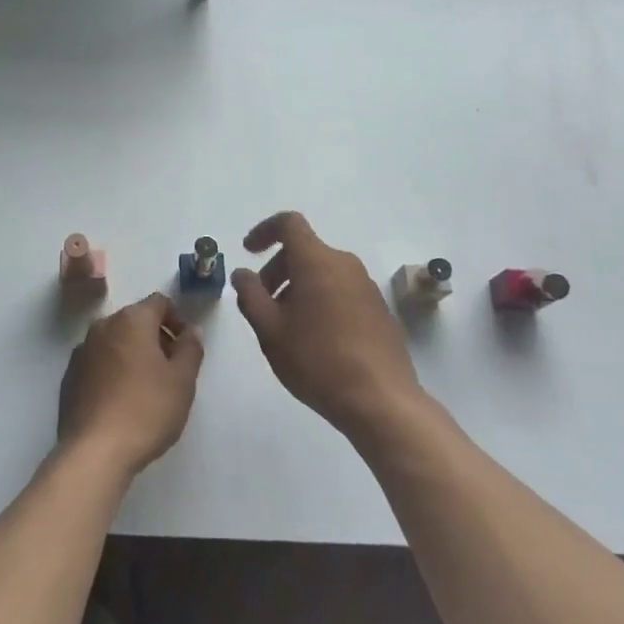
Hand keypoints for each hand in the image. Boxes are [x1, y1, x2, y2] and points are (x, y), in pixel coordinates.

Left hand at [58, 292, 203, 479]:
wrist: (94, 452)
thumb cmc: (146, 410)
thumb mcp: (182, 380)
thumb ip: (191, 348)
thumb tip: (191, 331)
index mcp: (131, 320)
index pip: (159, 303)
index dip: (177, 319)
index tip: (186, 347)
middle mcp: (103, 326)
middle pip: (135, 321)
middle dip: (156, 338)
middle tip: (171, 370)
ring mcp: (82, 351)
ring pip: (115, 342)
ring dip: (133, 354)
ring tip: (147, 388)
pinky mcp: (69, 378)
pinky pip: (98, 363)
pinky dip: (112, 371)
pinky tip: (121, 402)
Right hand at [232, 211, 422, 439]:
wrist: (380, 400)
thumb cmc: (316, 359)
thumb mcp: (269, 330)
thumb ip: (250, 295)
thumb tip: (243, 273)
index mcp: (316, 260)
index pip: (289, 224)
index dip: (264, 231)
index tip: (248, 252)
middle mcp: (344, 263)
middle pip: (304, 250)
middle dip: (277, 268)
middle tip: (262, 303)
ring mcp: (366, 286)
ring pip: (323, 272)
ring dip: (298, 287)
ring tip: (286, 326)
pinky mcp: (379, 309)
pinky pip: (341, 290)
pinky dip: (321, 300)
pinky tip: (315, 339)